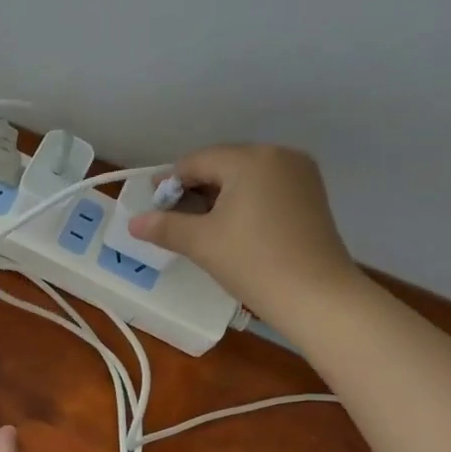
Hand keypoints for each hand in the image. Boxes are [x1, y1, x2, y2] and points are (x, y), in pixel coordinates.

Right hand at [127, 144, 359, 317]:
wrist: (317, 296)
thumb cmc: (253, 262)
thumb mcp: (201, 243)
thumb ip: (164, 226)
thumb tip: (133, 222)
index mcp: (249, 159)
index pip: (195, 162)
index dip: (168, 184)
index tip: (153, 211)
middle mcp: (278, 155)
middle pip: (222, 165)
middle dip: (195, 190)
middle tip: (174, 222)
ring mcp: (300, 174)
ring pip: (245, 178)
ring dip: (219, 197)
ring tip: (202, 228)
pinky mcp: (312, 196)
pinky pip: (267, 189)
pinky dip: (245, 203)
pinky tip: (234, 230)